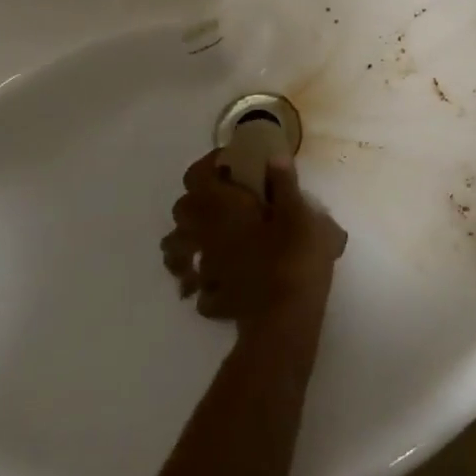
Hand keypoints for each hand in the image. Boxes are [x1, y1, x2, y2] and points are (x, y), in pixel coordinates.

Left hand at [160, 152, 346, 327]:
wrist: (285, 319)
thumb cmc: (293, 256)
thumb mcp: (299, 212)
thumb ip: (284, 183)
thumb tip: (273, 156)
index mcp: (221, 206)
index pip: (196, 175)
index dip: (209, 165)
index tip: (230, 164)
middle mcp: (203, 233)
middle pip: (182, 211)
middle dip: (196, 202)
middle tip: (224, 199)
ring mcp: (204, 267)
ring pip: (176, 250)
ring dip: (188, 241)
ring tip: (210, 239)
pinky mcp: (212, 297)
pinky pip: (196, 284)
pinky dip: (201, 280)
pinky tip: (219, 279)